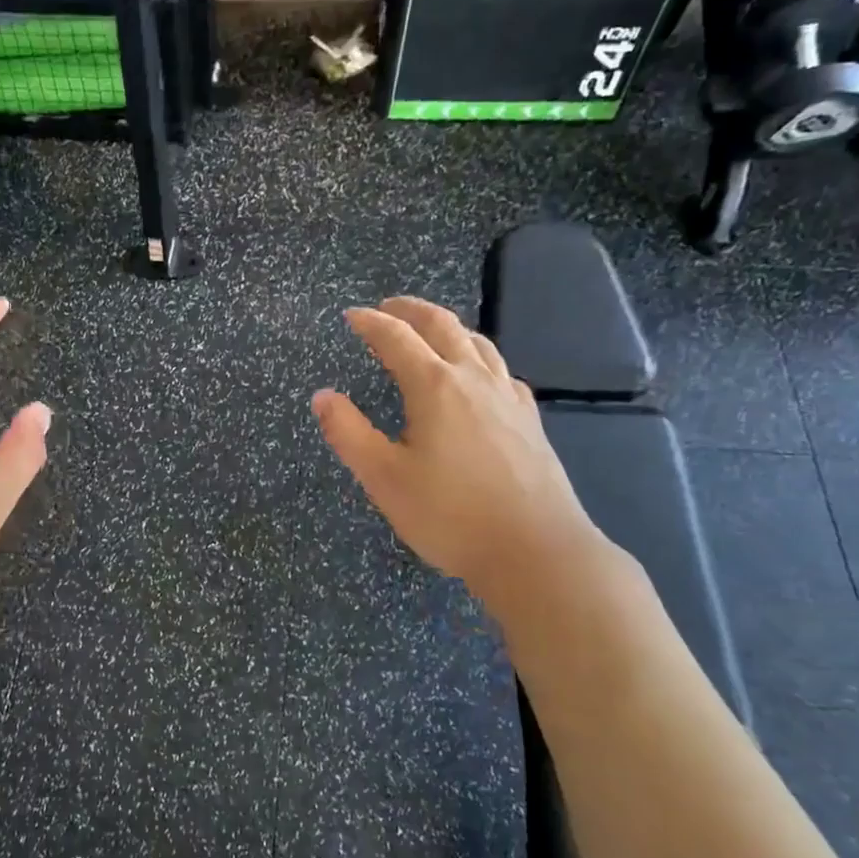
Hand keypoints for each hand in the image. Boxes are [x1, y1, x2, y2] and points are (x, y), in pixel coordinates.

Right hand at [312, 297, 605, 616]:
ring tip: (429, 331)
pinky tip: (478, 376)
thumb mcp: (383, 477)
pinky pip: (501, 369)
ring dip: (448, 327)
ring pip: (478, 343)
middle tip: (387, 306)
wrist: (535, 551)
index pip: (396, 338)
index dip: (370, 323)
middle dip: (411, 310)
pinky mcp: (530, 420)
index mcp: (435, 387)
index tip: (351, 316)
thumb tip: (323, 395)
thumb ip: (348, 432)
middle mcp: (474, 379)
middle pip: (443, 326)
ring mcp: (509, 397)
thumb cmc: (449, 515)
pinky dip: (478, 357)